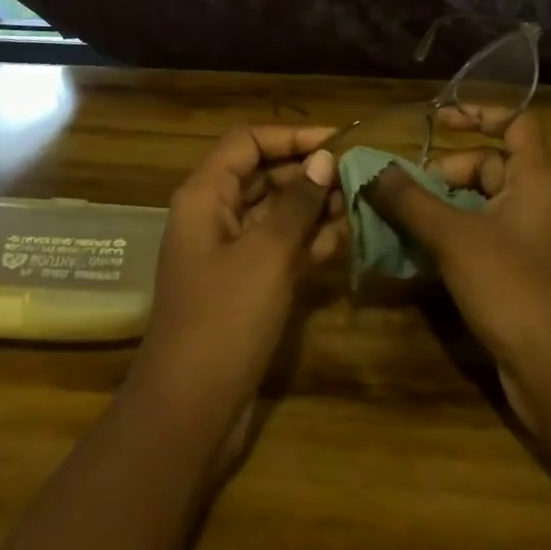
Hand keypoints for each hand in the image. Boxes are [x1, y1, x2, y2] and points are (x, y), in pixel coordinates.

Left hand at [124, 125, 345, 469]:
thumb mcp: (266, 254)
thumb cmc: (224, 320)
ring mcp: (230, 252)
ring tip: (361, 198)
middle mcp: (215, 215)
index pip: (248, 141)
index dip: (291, 136)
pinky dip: (310, 239)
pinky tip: (348, 234)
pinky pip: (280, 247)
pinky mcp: (246, 285)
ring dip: (314, 204)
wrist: (189, 413)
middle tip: (359, 172)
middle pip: (263, 173)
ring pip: (276, 211)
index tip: (338, 142)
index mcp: (206, 195)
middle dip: (308, 170)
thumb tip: (324, 158)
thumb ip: (297, 203)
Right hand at [364, 110, 550, 431]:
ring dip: (442, 207)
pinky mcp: (522, 274)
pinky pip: (483, 237)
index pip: (517, 122)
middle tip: (404, 190)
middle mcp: (539, 202)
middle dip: (445, 172)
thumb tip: (374, 170)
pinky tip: (418, 252)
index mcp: (536, 179)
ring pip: (481, 204)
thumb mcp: (454, 236)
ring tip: (400, 218)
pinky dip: (452, 236)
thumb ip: (411, 200)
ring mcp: (532, 241)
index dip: (480, 113)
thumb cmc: (512, 286)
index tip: (438, 121)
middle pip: (489, 165)